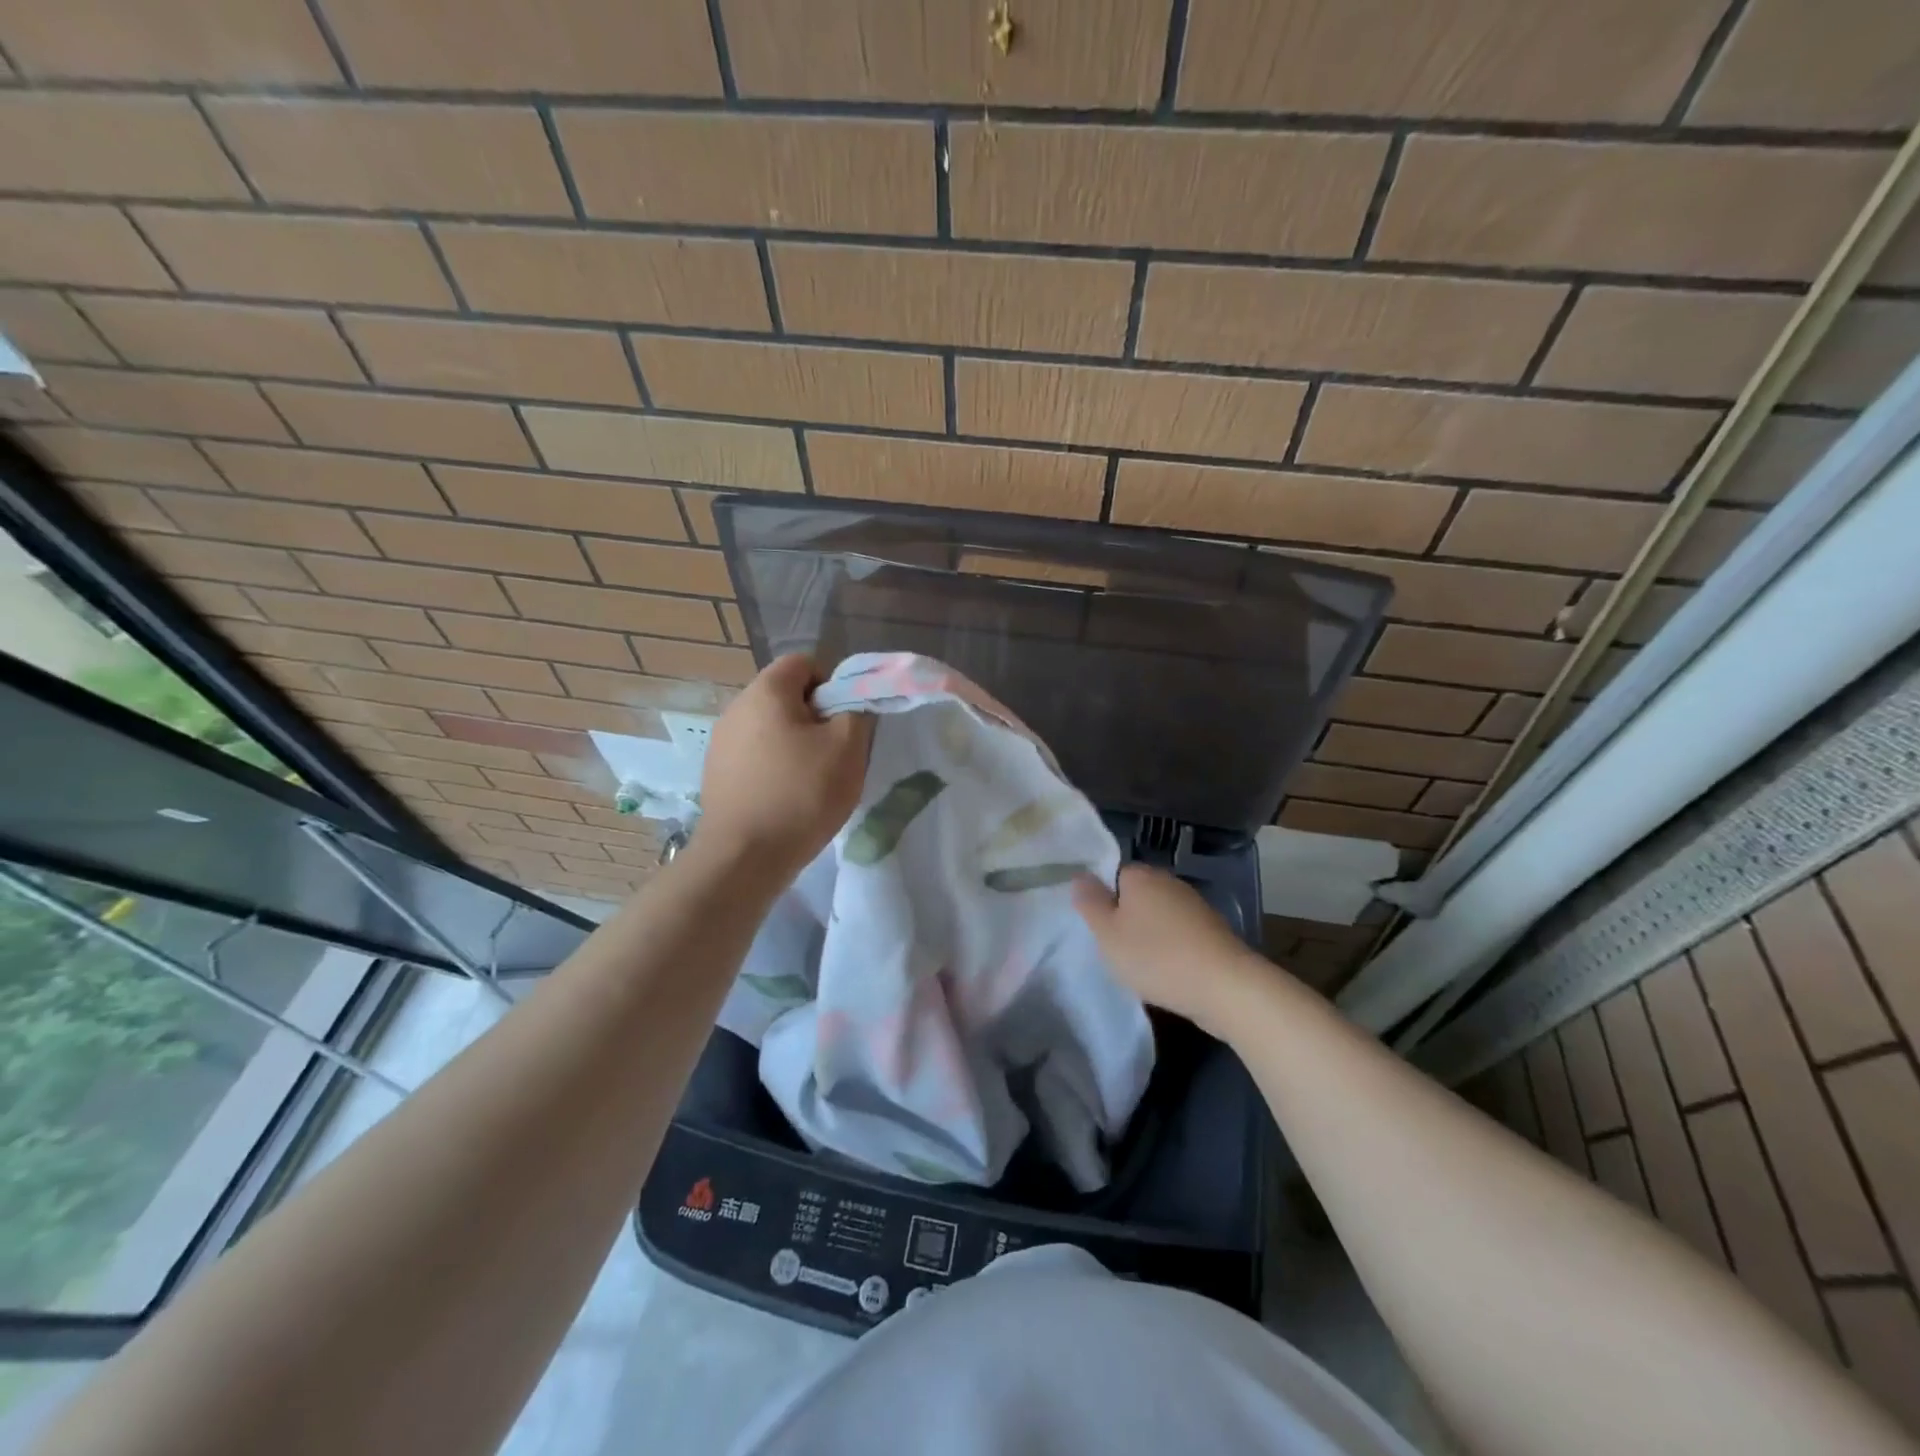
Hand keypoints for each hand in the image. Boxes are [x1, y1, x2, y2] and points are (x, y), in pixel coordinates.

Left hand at [696, 655, 872, 884]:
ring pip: (770, 729)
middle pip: (786, 696)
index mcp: (766, 691)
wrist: (744, 857)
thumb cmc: (801, 794)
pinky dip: (774, 768)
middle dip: (815, 718)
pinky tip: (786, 799)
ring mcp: (720, 743)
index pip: (804, 663)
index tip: (845, 721)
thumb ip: (856, 710)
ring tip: (812, 781)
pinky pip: (755, 757)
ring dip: (795, 745)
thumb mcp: (848, 747)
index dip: (832, 685)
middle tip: (834, 753)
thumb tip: (849, 702)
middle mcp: (736, 708)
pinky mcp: (716, 774)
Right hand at [1072, 865, 1269, 1028]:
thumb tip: (1080, 875)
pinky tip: (1168, 972)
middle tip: (1116, 949)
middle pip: (1137, 895)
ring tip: (1142, 966)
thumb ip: (1090, 903)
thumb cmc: (1155, 957)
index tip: (1100, 930)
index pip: (1113, 876)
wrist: (1224, 986)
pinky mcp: (1212, 930)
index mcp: (1141, 876)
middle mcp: (1169, 882)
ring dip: (1150, 935)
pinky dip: (1171, 948)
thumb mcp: (1107, 934)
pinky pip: (1179, 934)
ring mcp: (1194, 905)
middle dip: (1127, 918)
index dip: (1103, 901)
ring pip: (1159, 915)